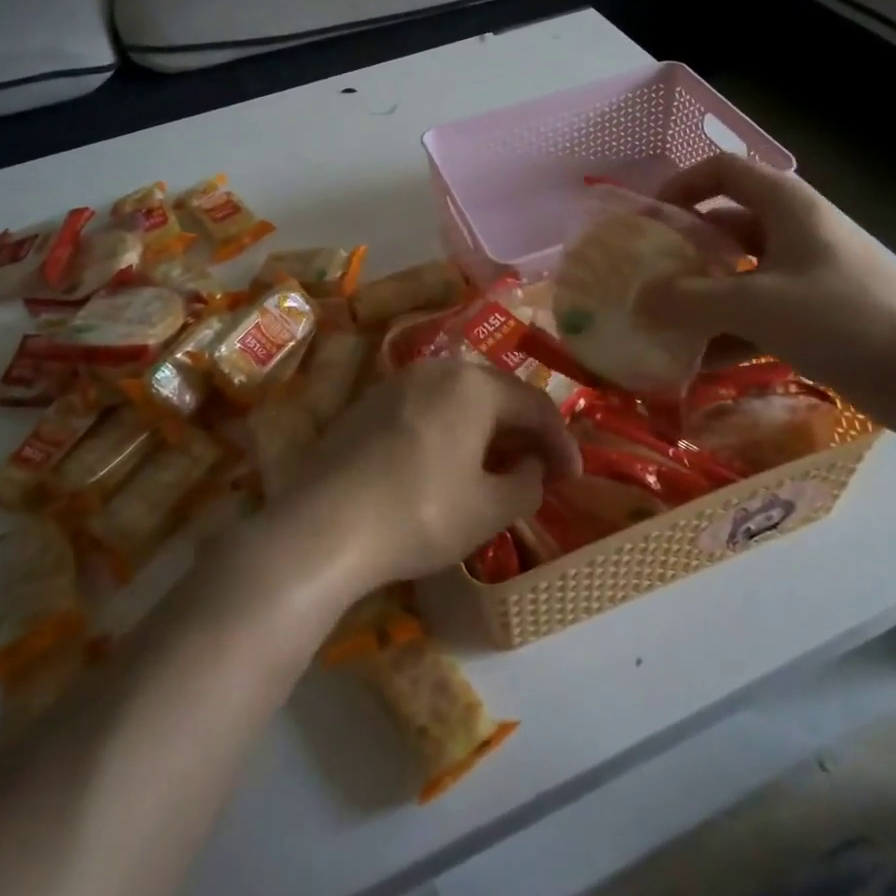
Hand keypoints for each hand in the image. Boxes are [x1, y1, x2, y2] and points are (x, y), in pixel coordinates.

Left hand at [280, 360, 581, 589]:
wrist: (322, 527)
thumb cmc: (420, 514)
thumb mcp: (489, 510)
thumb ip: (527, 483)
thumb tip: (530, 466)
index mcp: (474, 385)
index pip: (536, 405)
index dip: (561, 443)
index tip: (573, 478)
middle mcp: (437, 369)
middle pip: (496, 394)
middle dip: (523, 432)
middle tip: (538, 470)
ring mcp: (397, 383)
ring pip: (458, 399)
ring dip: (486, 430)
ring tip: (495, 468)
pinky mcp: (367, 404)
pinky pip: (426, 409)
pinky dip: (450, 431)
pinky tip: (446, 465)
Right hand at [638, 154, 895, 425]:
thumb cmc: (840, 318)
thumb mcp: (755, 305)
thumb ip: (690, 300)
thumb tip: (640, 298)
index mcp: (787, 206)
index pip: (725, 170)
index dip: (683, 184)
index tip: (650, 218)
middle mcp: (796, 230)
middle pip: (728, 223)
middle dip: (686, 248)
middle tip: (650, 276)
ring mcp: (808, 272)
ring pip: (741, 272)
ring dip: (704, 295)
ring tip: (665, 322)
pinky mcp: (817, 312)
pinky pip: (760, 310)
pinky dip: (730, 329)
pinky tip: (700, 361)